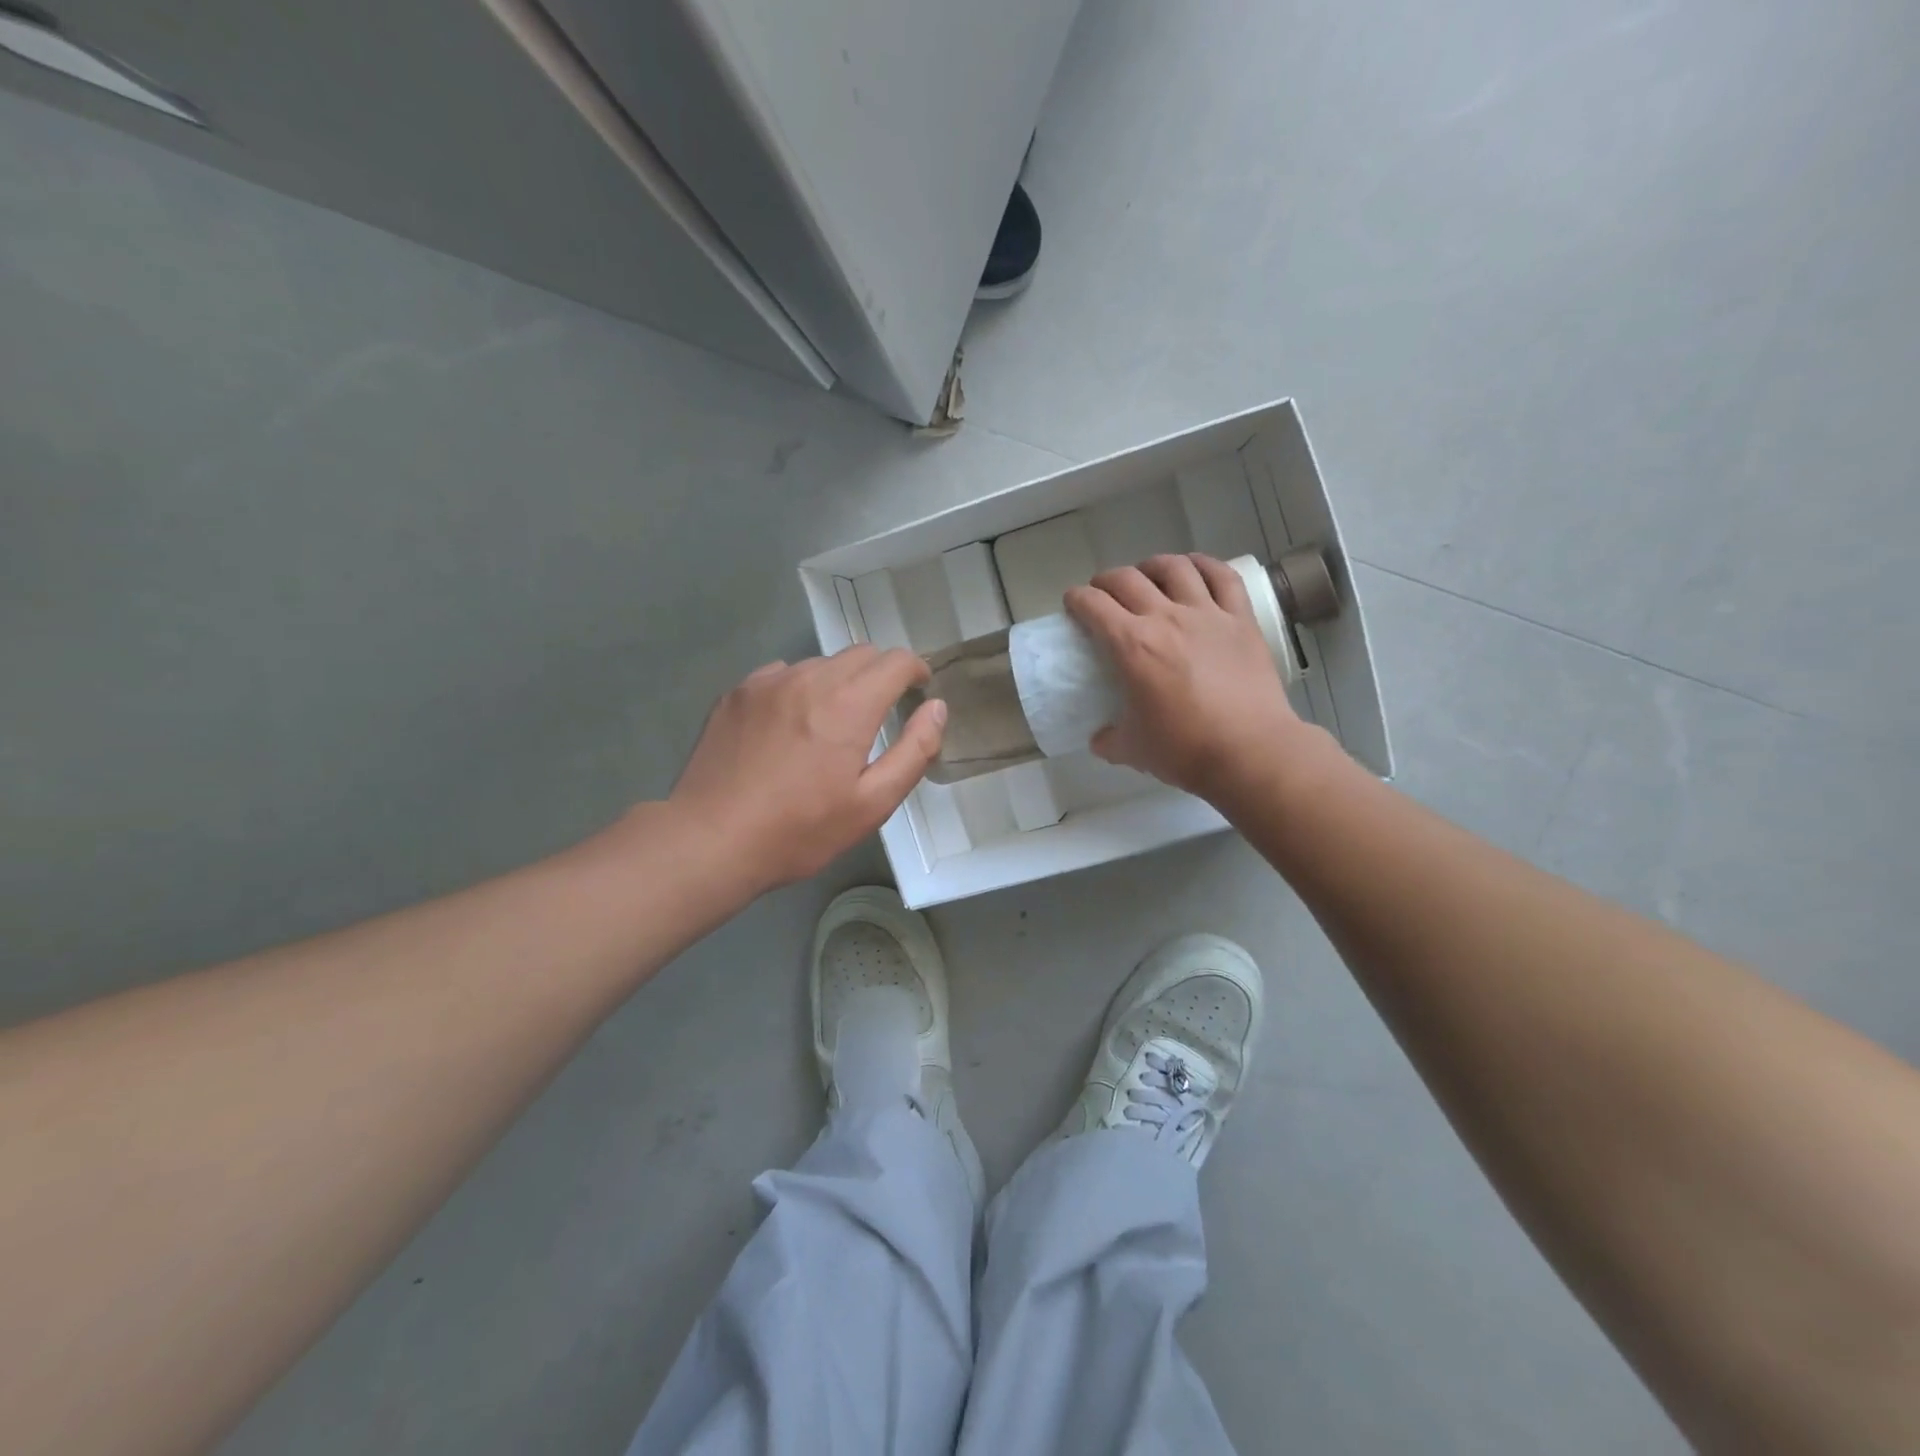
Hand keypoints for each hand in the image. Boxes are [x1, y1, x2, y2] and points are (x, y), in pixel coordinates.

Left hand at [668, 646, 944, 892]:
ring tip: (830, 725)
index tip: (918, 691)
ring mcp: (767, 681)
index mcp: (848, 703)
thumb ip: (913, 751)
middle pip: (860, 654)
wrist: (711, 839)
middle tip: (880, 712)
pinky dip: (799, 688)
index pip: (895, 660)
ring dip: (839, 682)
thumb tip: (936, 708)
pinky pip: (782, 674)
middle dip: (880, 675)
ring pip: (820, 663)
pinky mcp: (737, 692)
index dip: (915, 671)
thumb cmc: (800, 830)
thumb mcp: (872, 804)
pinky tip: (789, 726)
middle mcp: (809, 677)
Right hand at [1064, 553, 1311, 802]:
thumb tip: (1099, 738)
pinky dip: (1204, 564)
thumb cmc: (1185, 749)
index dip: (1076, 599)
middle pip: (1127, 579)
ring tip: (1147, 575)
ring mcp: (1207, 614)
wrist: (1250, 751)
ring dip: (1151, 565)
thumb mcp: (1132, 750)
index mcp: (1132, 646)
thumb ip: (1109, 740)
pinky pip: (1222, 577)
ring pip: (1174, 568)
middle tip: (1102, 594)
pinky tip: (1194, 567)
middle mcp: (1166, 618)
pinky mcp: (1240, 620)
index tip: (1072, 604)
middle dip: (1106, 581)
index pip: (1093, 605)